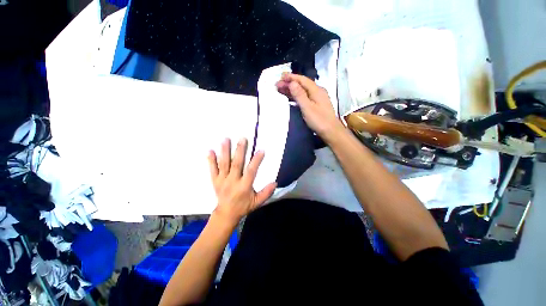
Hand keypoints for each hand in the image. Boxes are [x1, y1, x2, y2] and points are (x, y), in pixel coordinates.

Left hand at [208, 138, 276, 224]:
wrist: (226, 213)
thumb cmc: (243, 206)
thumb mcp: (257, 202)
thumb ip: (266, 193)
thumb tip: (275, 183)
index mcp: (244, 186)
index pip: (251, 171)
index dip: (256, 161)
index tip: (261, 150)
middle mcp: (233, 181)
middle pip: (236, 164)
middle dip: (240, 151)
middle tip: (242, 139)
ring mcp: (222, 180)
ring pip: (224, 164)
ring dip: (225, 151)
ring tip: (226, 139)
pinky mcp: (215, 180)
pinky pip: (212, 169)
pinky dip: (211, 160)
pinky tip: (210, 151)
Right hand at [276, 73, 343, 140]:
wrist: (331, 132)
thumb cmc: (319, 121)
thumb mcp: (307, 108)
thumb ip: (299, 95)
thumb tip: (292, 82)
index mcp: (316, 90)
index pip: (302, 80)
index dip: (291, 77)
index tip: (280, 77)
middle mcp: (317, 92)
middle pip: (302, 85)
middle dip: (289, 83)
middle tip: (277, 85)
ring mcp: (317, 98)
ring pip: (302, 91)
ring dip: (291, 90)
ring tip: (280, 90)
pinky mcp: (316, 105)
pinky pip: (304, 97)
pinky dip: (296, 96)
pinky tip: (290, 97)